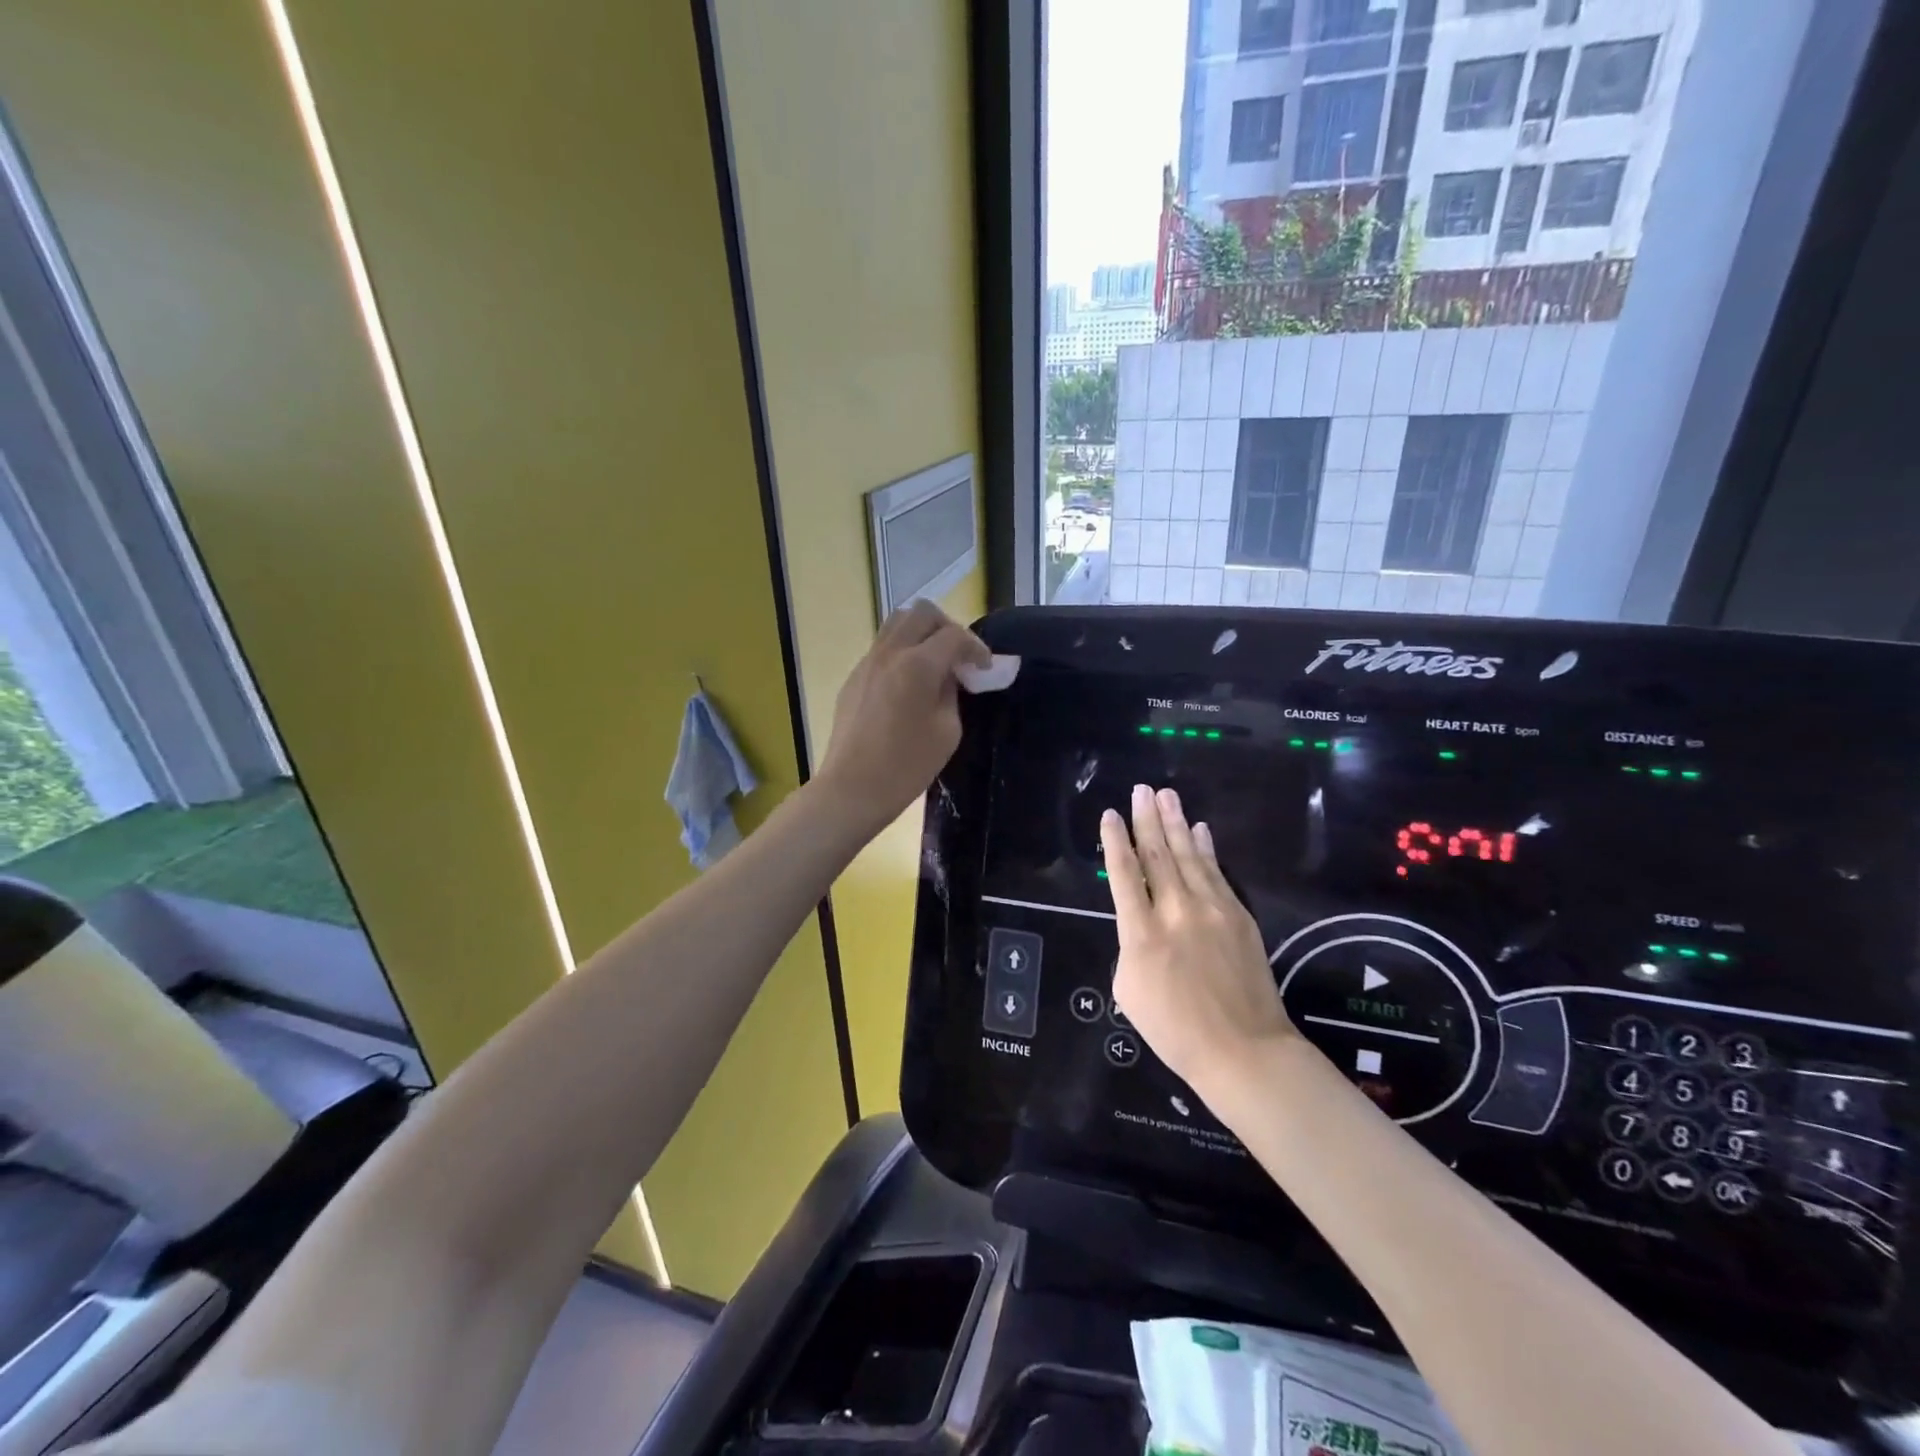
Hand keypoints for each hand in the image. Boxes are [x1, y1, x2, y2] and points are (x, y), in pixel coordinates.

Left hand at [817, 600, 990, 834]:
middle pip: (922, 612)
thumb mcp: (947, 731)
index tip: (985, 668)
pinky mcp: (854, 677)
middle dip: (947, 627)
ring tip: (934, 663)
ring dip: (921, 634)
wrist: (852, 788)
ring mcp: (867, 662)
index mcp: (918, 664)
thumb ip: (952, 693)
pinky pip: (882, 647)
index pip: (954, 635)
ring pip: (897, 623)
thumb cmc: (906, 766)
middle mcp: (890, 652)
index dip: (976, 647)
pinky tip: (909, 684)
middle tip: (959, 656)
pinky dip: (902, 651)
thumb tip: (949, 676)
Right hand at [1101, 785, 1296, 1101]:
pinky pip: (1217, 873)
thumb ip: (1130, 948)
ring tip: (1167, 796)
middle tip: (1141, 789)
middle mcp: (1175, 911)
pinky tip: (1200, 830)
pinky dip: (1207, 849)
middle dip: (1147, 820)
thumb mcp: (1129, 992)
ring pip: (1189, 856)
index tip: (1110, 815)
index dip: (1116, 842)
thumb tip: (1143, 925)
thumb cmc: (1175, 1030)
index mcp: (1141, 933)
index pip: (1124, 875)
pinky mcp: (1239, 916)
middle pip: (1157, 855)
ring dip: (1176, 823)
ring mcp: (1212, 910)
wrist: (1244, 1050)